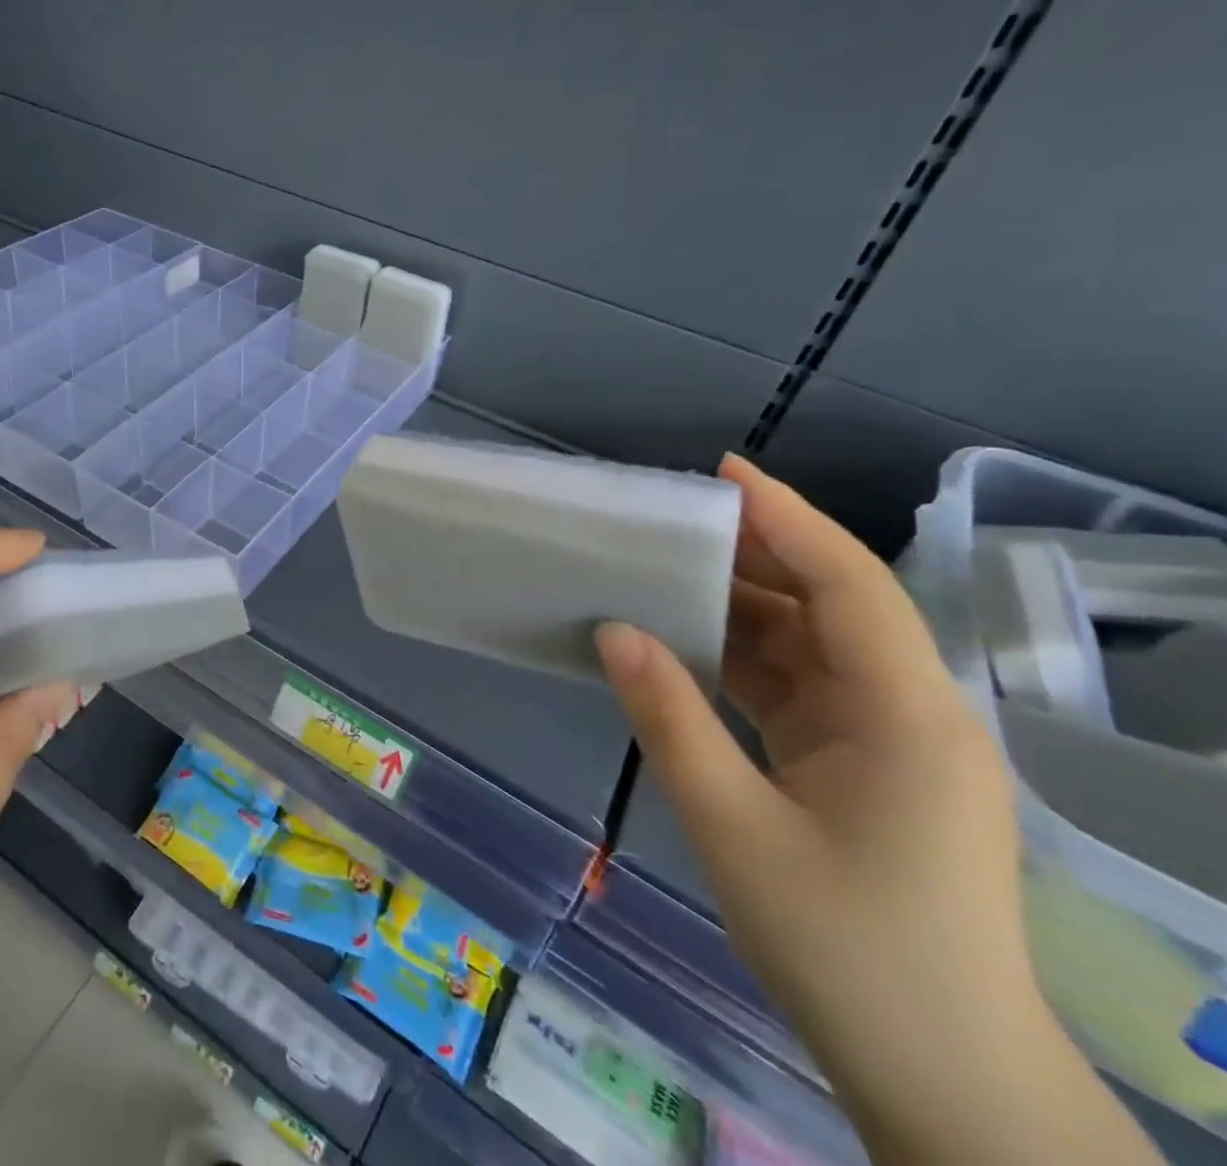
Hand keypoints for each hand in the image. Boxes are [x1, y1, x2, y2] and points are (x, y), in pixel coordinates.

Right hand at [594, 456, 1158, 1165]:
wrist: (942, 1082)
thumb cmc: (847, 951)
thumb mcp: (736, 828)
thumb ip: (670, 719)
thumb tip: (613, 631)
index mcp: (907, 716)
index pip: (849, 585)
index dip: (787, 520)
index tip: (723, 474)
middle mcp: (910, 713)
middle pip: (831, 606)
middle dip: (754, 557)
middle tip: (671, 523)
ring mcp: (890, 742)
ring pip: (810, 647)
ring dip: (740, 612)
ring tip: (662, 575)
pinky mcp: (864, 768)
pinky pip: (798, 689)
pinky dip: (742, 662)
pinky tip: (685, 648)